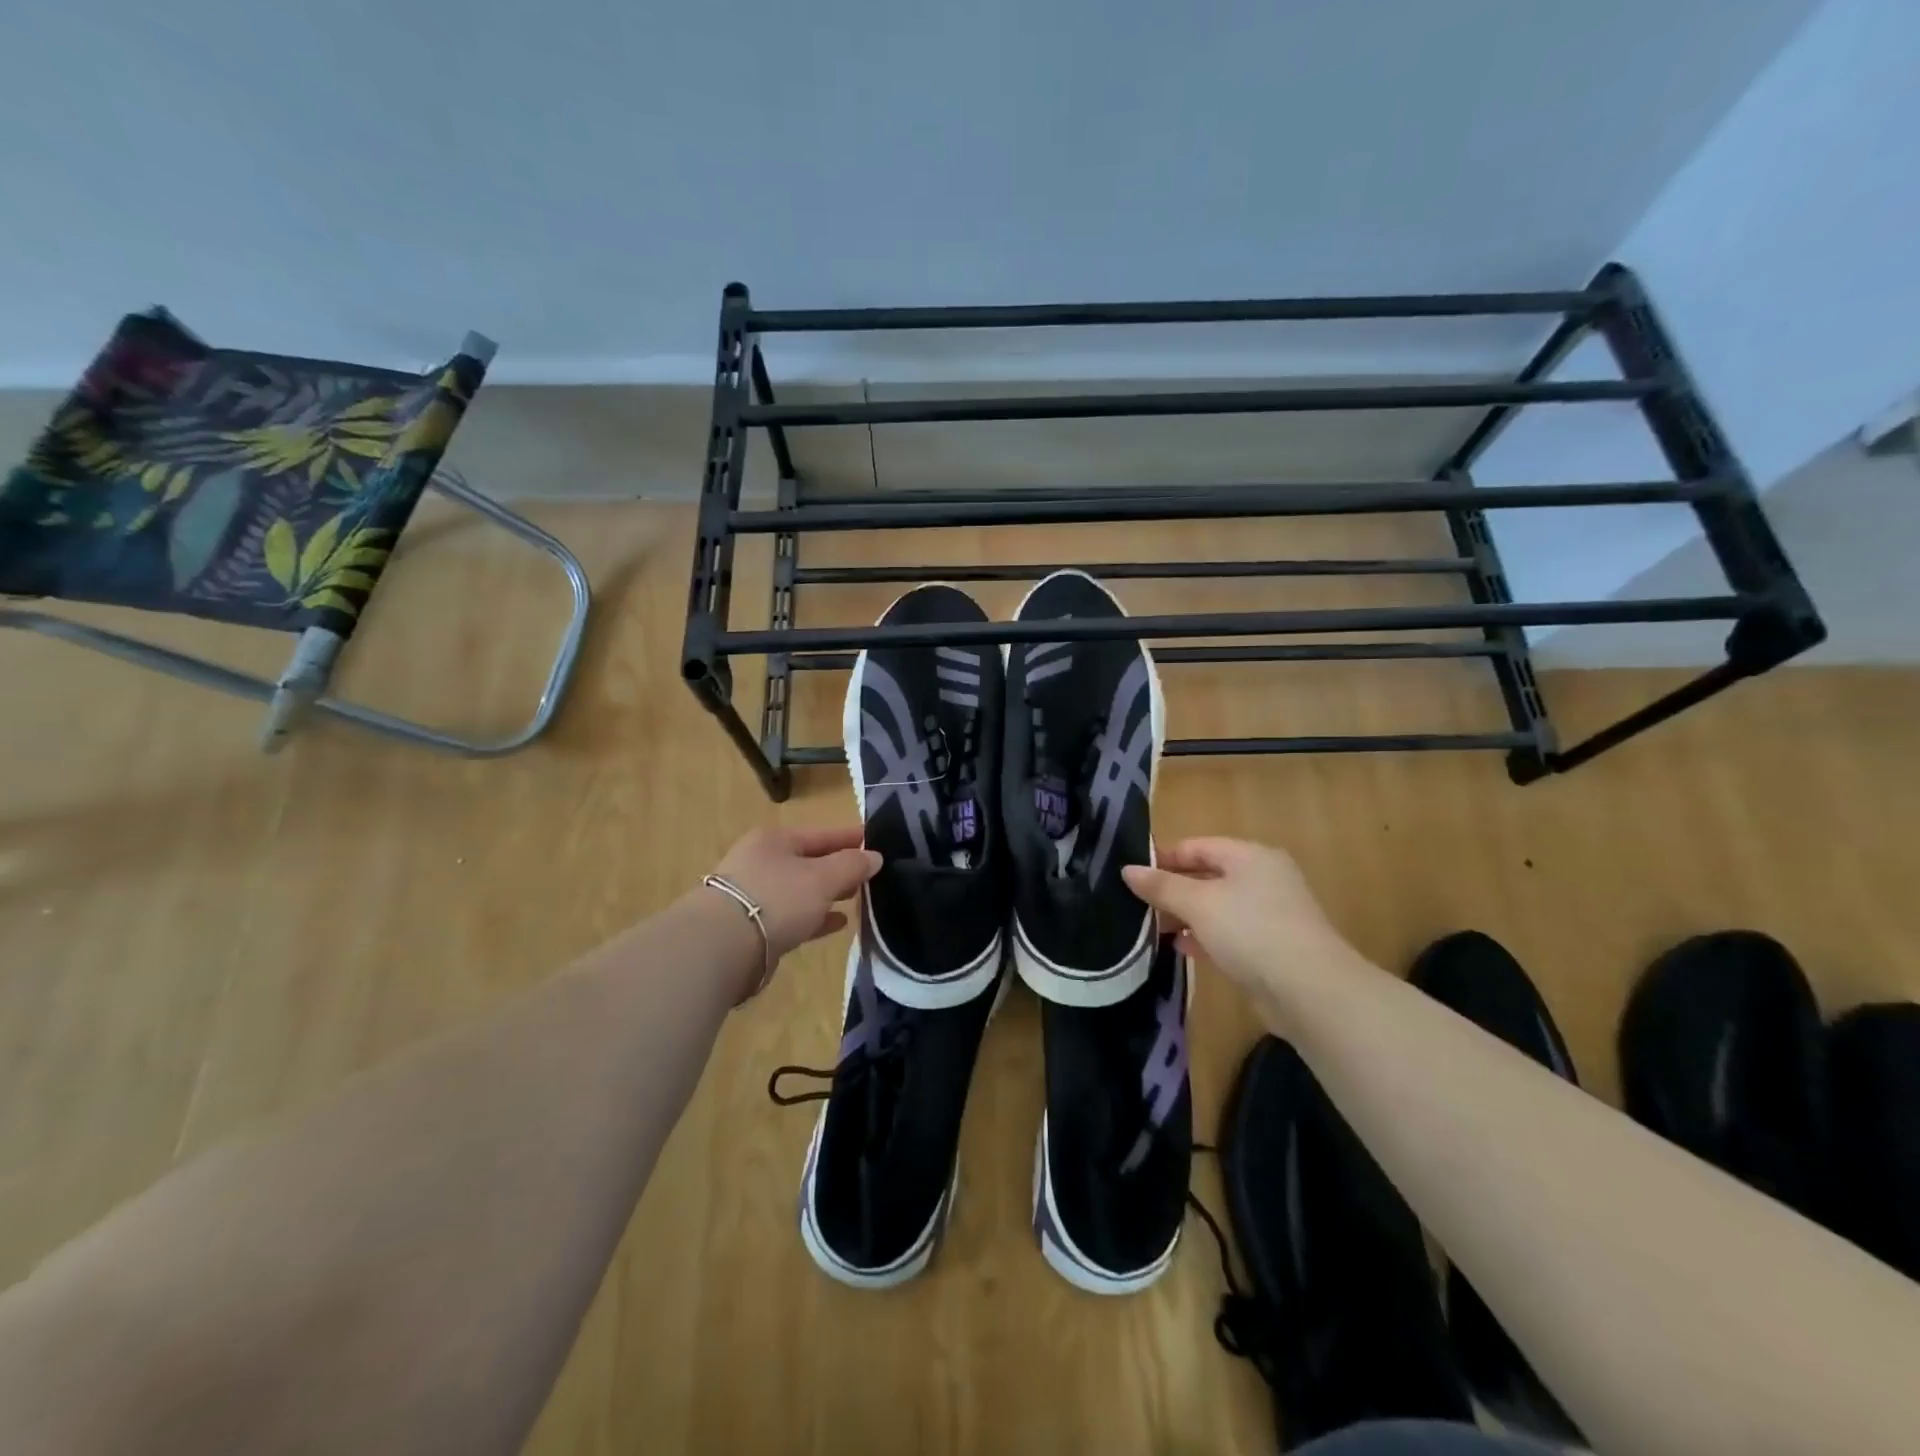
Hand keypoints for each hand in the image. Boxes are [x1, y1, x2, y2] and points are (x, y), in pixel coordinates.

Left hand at [707, 824, 880, 964]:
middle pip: (809, 861)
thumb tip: (874, 856)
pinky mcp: (753, 928)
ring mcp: (754, 896)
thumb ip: (851, 866)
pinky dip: (815, 917)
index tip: (874, 840)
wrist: (721, 947)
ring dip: (828, 894)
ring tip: (857, 898)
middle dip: (839, 867)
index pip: (821, 834)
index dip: (849, 837)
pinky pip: (793, 916)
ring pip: (801, 890)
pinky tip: (837, 923)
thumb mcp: (822, 878)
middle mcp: (761, 862)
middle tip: (870, 873)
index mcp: (775, 841)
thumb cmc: (776, 899)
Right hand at [1122, 838, 1362, 995]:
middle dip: (1172, 889)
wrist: (1310, 991)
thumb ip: (1162, 885)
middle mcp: (1263, 879)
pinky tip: (1181, 948)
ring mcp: (1270, 914)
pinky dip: (1204, 937)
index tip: (1131, 875)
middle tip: (1137, 904)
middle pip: (1207, 875)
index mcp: (1250, 856)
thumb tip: (1128, 870)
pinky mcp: (1271, 948)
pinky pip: (1229, 933)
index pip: (1197, 846)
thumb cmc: (1251, 931)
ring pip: (1217, 907)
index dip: (1163, 858)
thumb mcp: (1198, 903)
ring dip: (1185, 915)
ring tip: (1151, 928)